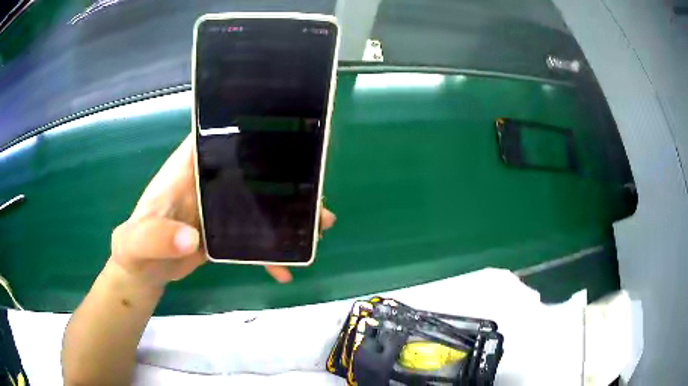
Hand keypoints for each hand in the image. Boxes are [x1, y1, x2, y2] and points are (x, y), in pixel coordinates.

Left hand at [110, 134, 335, 286]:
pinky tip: (286, 269)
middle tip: (317, 191)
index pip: (219, 137)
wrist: (142, 271)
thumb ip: (155, 236)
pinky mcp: (223, 233)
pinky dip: (269, 253)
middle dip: (285, 178)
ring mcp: (218, 208)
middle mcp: (207, 182)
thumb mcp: (136, 241)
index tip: (286, 133)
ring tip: (319, 226)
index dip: (249, 130)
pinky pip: (252, 238)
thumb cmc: (134, 247)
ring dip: (287, 215)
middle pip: (251, 170)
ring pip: (258, 203)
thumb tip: (191, 238)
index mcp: (187, 170)